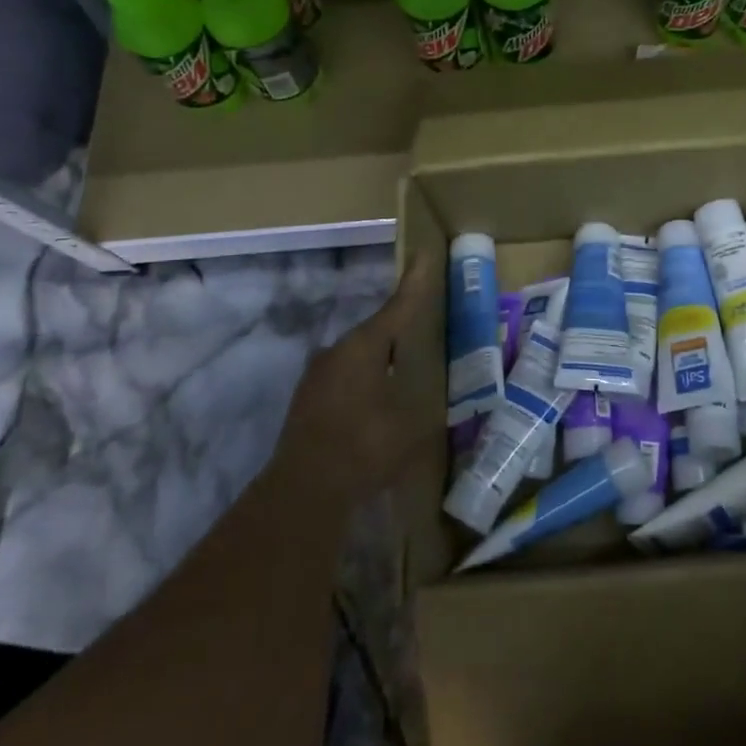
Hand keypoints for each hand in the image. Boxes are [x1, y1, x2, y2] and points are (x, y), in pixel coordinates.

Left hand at [273, 254, 439, 511]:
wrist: (304, 491)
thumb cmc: (365, 447)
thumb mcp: (413, 422)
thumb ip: (428, 399)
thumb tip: (441, 391)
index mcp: (363, 347)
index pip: (398, 306)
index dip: (415, 283)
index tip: (424, 254)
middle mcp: (337, 352)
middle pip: (377, 331)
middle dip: (401, 328)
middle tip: (426, 327)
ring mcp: (318, 376)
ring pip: (360, 356)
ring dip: (383, 358)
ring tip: (407, 368)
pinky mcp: (309, 400)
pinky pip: (347, 377)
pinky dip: (368, 379)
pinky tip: (380, 399)